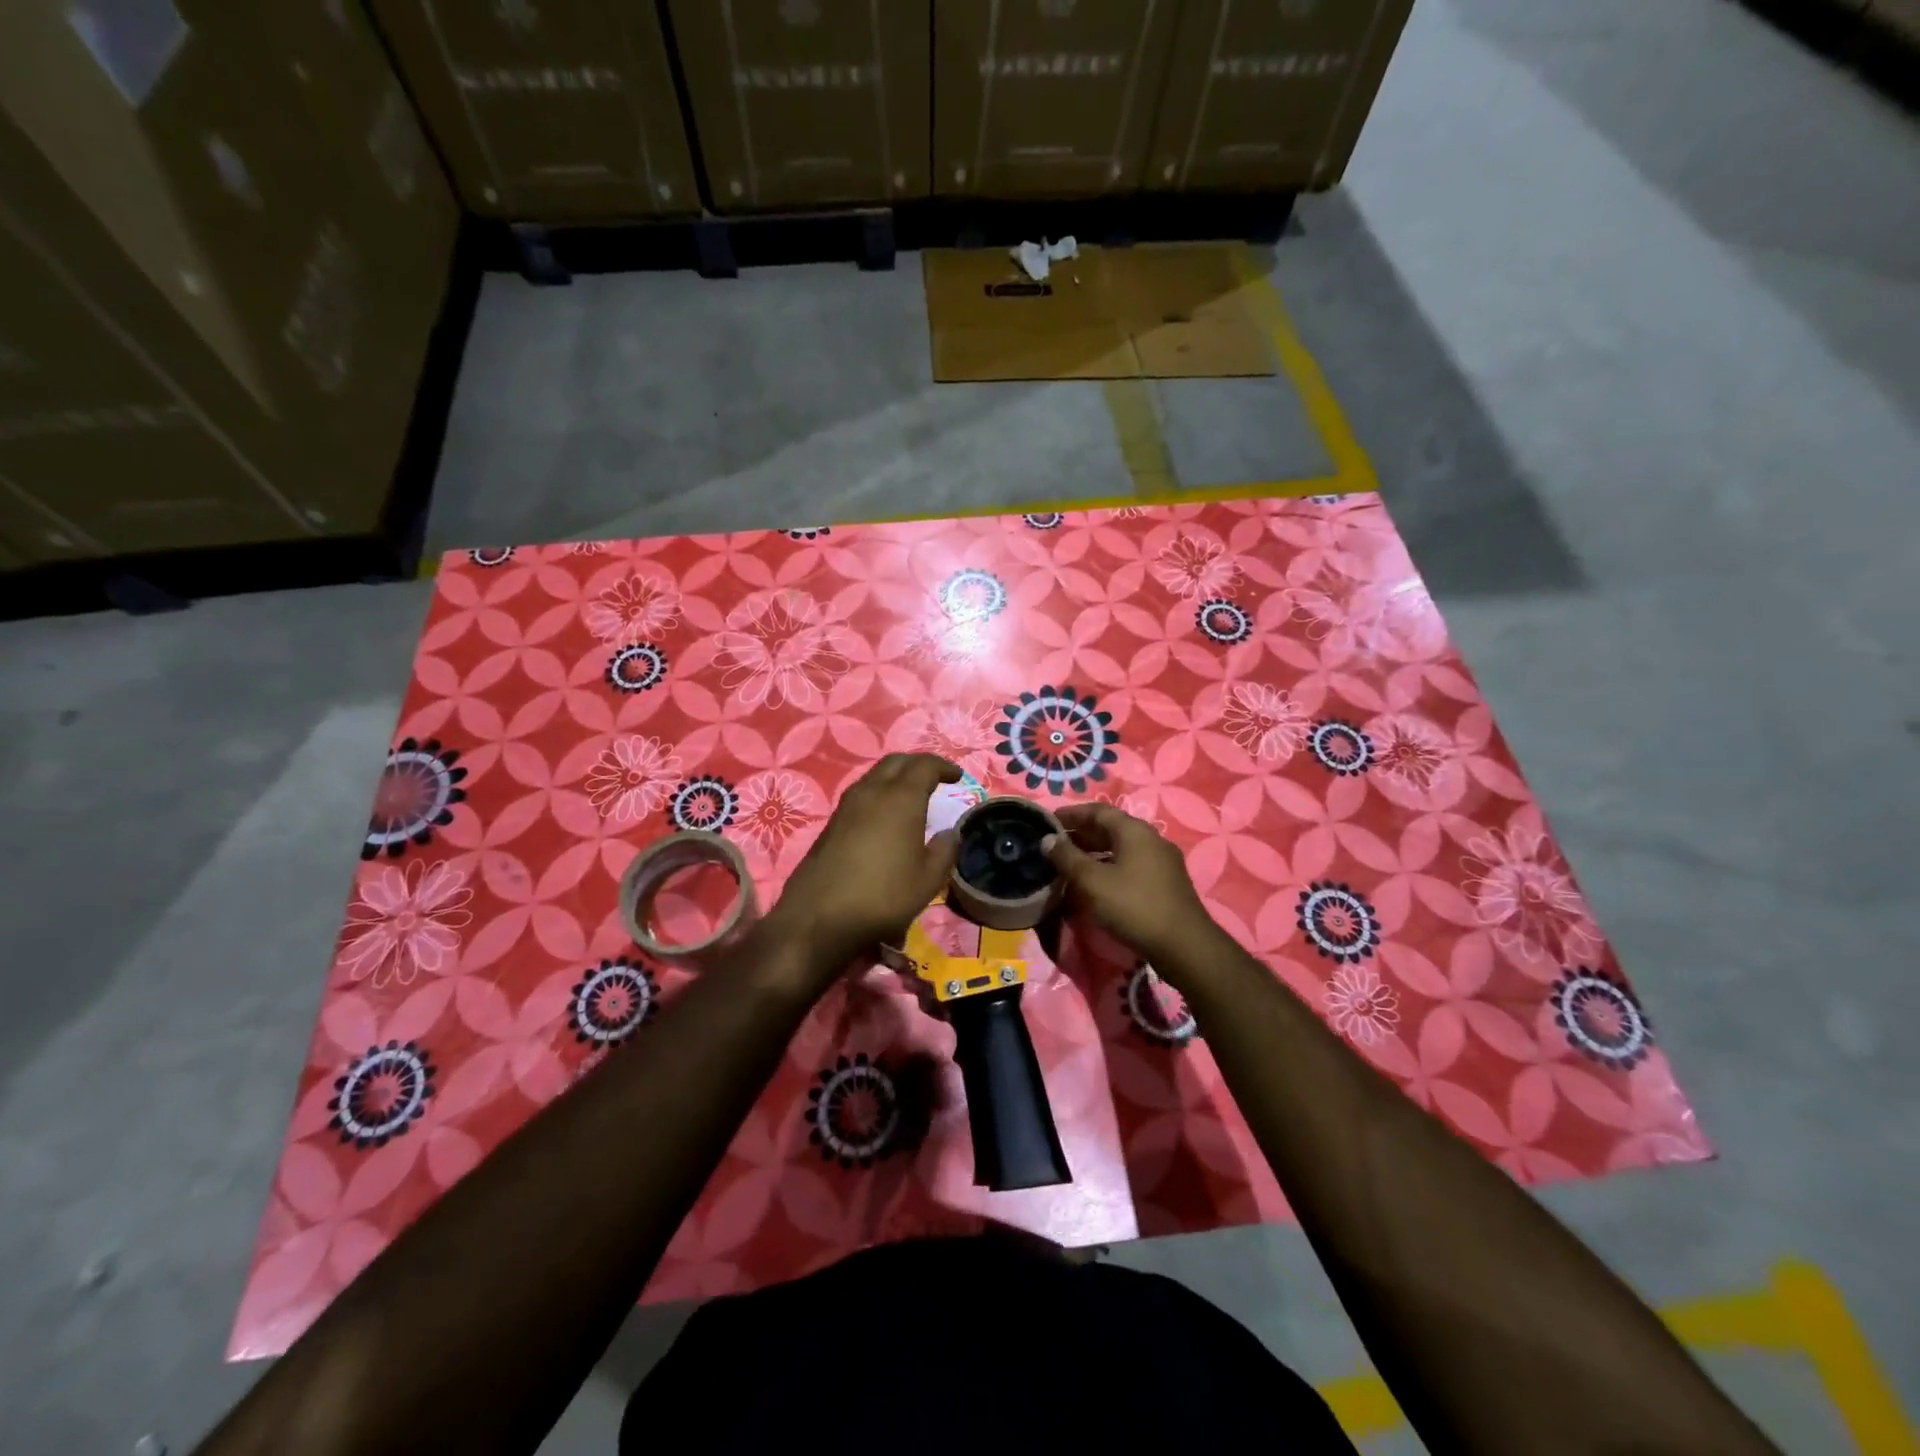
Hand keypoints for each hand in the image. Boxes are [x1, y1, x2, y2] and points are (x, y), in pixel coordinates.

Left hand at [770, 754, 961, 974]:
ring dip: (895, 777)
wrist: (818, 917)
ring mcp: (847, 806)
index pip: (924, 765)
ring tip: (911, 795)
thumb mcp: (927, 880)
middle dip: (918, 764)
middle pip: (896, 762)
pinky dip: (879, 794)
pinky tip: (885, 816)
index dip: (943, 767)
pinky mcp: (831, 823)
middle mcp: (872, 792)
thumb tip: (950, 833)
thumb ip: (944, 851)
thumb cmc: (882, 896)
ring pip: (875, 775)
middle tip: (935, 777)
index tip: (957, 776)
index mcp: (901, 798)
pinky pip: (861, 794)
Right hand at [1043, 804, 1220, 973]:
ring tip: (1070, 865)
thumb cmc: (1133, 906)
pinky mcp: (1166, 883)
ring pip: (1121, 849)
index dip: (1071, 814)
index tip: (1048, 821)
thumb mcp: (1092, 881)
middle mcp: (1151, 839)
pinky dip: (1109, 868)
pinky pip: (1131, 866)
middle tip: (1055, 845)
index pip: (1098, 811)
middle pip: (1111, 829)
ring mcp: (1162, 862)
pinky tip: (1095, 885)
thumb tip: (1048, 839)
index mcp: (1134, 831)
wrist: (1183, 946)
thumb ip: (1067, 858)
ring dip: (1094, 853)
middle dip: (1081, 834)